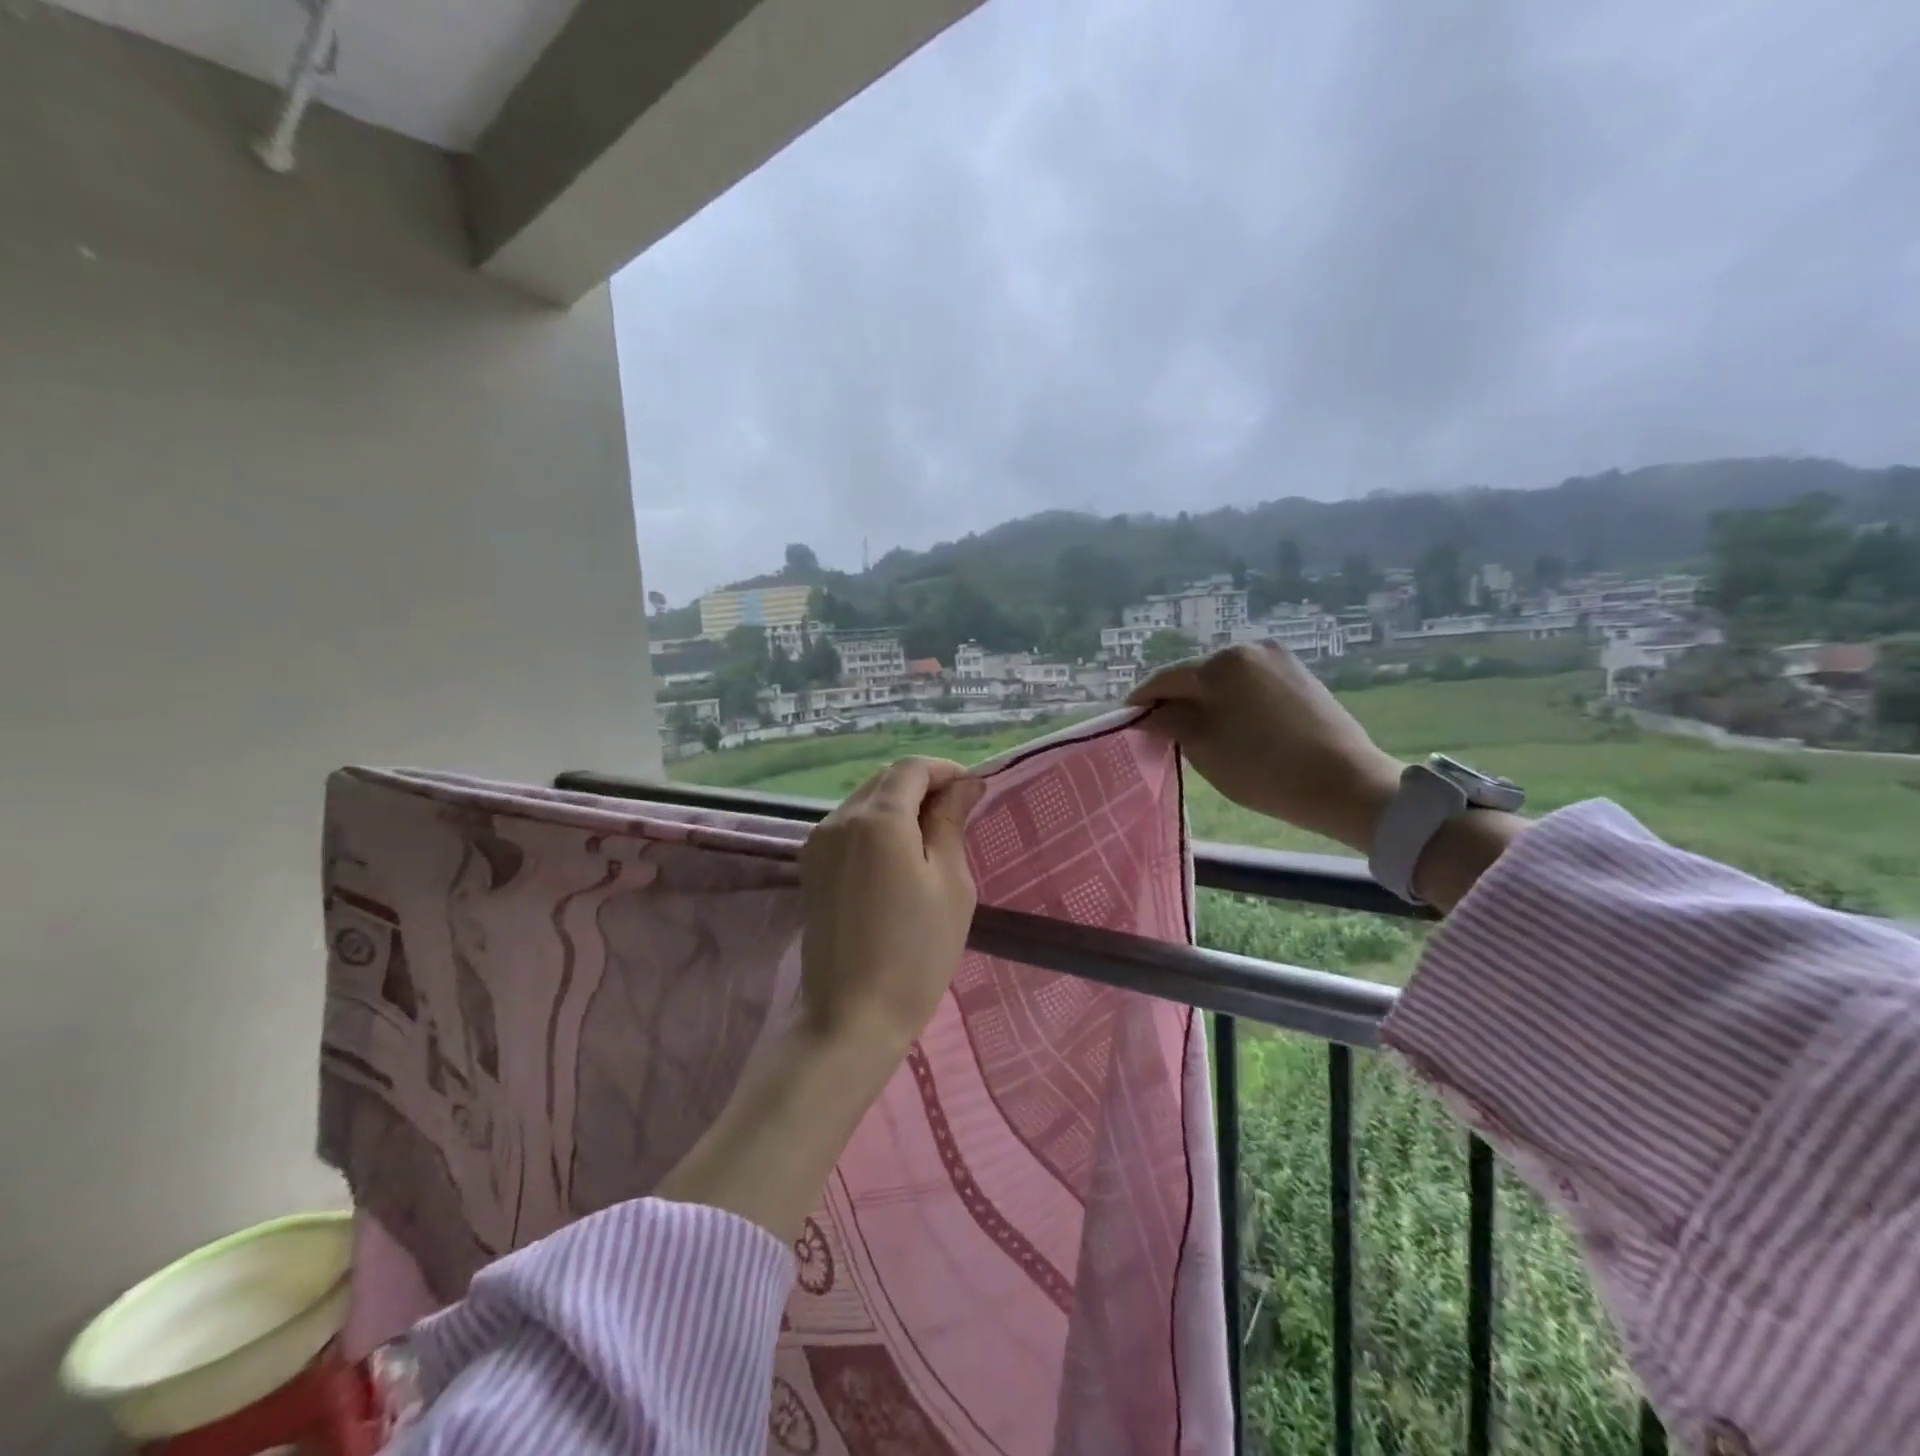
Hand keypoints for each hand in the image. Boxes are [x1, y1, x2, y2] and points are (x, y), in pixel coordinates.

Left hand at [799, 757, 984, 1052]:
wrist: (851, 1017)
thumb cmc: (916, 952)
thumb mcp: (950, 883)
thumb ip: (951, 822)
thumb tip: (964, 784)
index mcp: (878, 818)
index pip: (912, 768)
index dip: (945, 770)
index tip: (973, 791)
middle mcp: (840, 819)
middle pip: (885, 780)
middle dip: (923, 786)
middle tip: (957, 815)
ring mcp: (819, 843)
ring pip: (865, 802)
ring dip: (899, 806)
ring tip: (931, 839)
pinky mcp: (811, 867)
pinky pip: (849, 828)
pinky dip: (877, 828)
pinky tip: (898, 858)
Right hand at [1128, 642, 1403, 853]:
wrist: (1346, 784)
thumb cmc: (1263, 768)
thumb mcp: (1204, 748)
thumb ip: (1169, 722)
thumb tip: (1148, 713)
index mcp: (1221, 663)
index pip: (1166, 678)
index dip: (1142, 699)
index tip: (1126, 718)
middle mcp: (1249, 649)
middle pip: (1196, 675)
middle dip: (1176, 699)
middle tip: (1160, 728)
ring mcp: (1279, 659)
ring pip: (1224, 679)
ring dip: (1206, 700)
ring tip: (1196, 729)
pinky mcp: (1300, 675)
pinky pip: (1251, 684)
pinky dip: (1234, 701)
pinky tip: (1232, 725)